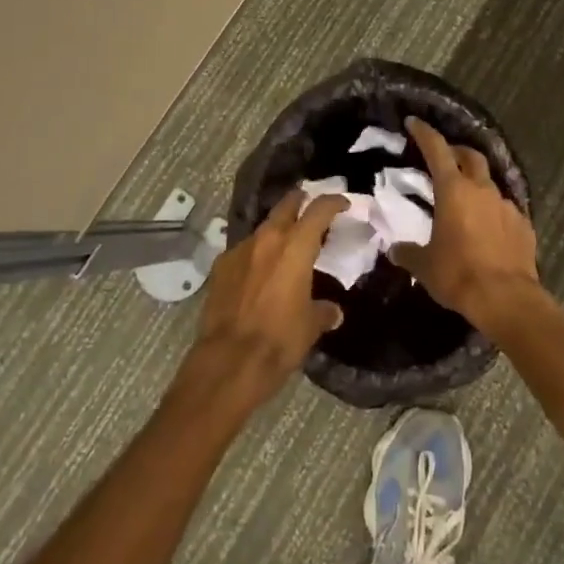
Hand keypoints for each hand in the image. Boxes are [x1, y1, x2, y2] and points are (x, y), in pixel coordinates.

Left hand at [183, 190, 344, 411]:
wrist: (229, 361)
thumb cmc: (279, 340)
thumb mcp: (310, 326)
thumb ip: (323, 311)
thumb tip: (333, 312)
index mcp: (296, 246)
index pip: (319, 210)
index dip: (333, 202)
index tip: (342, 203)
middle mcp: (267, 239)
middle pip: (286, 205)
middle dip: (301, 202)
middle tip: (312, 208)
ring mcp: (240, 250)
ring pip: (264, 228)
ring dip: (277, 231)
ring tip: (286, 246)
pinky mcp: (220, 266)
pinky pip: (244, 251)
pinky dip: (256, 255)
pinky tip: (259, 273)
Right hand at [392, 117, 543, 332]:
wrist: (507, 299)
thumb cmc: (459, 275)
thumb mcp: (425, 266)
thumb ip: (408, 253)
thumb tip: (395, 250)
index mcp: (453, 190)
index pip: (437, 149)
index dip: (424, 133)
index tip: (414, 122)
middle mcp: (482, 189)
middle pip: (470, 157)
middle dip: (457, 152)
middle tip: (445, 158)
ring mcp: (506, 205)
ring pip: (489, 183)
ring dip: (476, 184)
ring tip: (466, 200)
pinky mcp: (524, 225)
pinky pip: (505, 209)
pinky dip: (493, 211)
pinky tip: (488, 228)